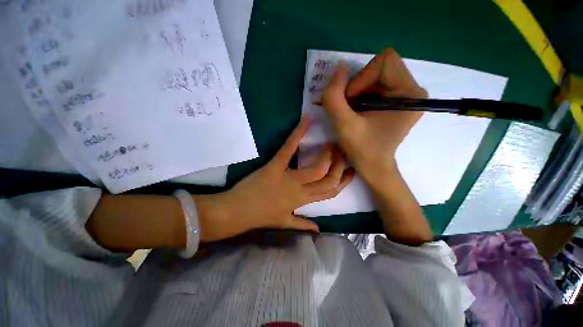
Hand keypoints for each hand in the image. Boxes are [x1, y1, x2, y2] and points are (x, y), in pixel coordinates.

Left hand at [196, 118, 353, 241]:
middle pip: (327, 179)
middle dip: (339, 165)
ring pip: (316, 168)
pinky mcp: (274, 166)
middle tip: (344, 151)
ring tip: (333, 143)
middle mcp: (300, 190)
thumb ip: (302, 225)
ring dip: (328, 155)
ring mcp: (288, 177)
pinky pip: (288, 149)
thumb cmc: (259, 217)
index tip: (351, 171)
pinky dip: (297, 133)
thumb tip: (318, 229)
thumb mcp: (283, 223)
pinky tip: (306, 120)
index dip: (343, 182)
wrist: (236, 212)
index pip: (330, 192)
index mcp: (302, 202)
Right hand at [321, 48, 426, 184]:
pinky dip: (360, 95)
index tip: (350, 102)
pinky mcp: (397, 101)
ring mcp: (406, 95)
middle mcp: (413, 89)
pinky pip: (375, 85)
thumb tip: (338, 68)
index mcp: (410, 93)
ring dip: (357, 92)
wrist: (373, 166)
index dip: (361, 78)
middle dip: (357, 86)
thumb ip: (334, 97)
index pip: (384, 61)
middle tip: (349, 108)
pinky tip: (357, 112)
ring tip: (352, 112)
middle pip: (379, 67)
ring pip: (374, 76)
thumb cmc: (362, 149)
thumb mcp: (343, 125)